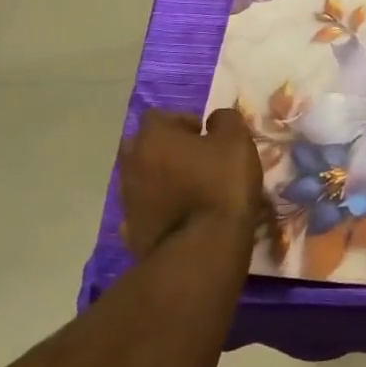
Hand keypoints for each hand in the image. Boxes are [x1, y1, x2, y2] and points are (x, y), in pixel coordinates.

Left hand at [117, 108, 265, 257]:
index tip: (204, 134)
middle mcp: (132, 164)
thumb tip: (214, 119)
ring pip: (141, 176)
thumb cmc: (220, 186)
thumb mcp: (237, 141)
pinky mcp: (131, 229)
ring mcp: (128, 198)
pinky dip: (158, 205)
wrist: (201, 250)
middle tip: (194, 157)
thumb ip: (226, 120)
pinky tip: (180, 213)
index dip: (182, 120)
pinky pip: (144, 207)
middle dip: (164, 147)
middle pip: (142, 145)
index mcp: (153, 138)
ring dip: (160, 177)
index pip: (158, 116)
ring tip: (190, 188)